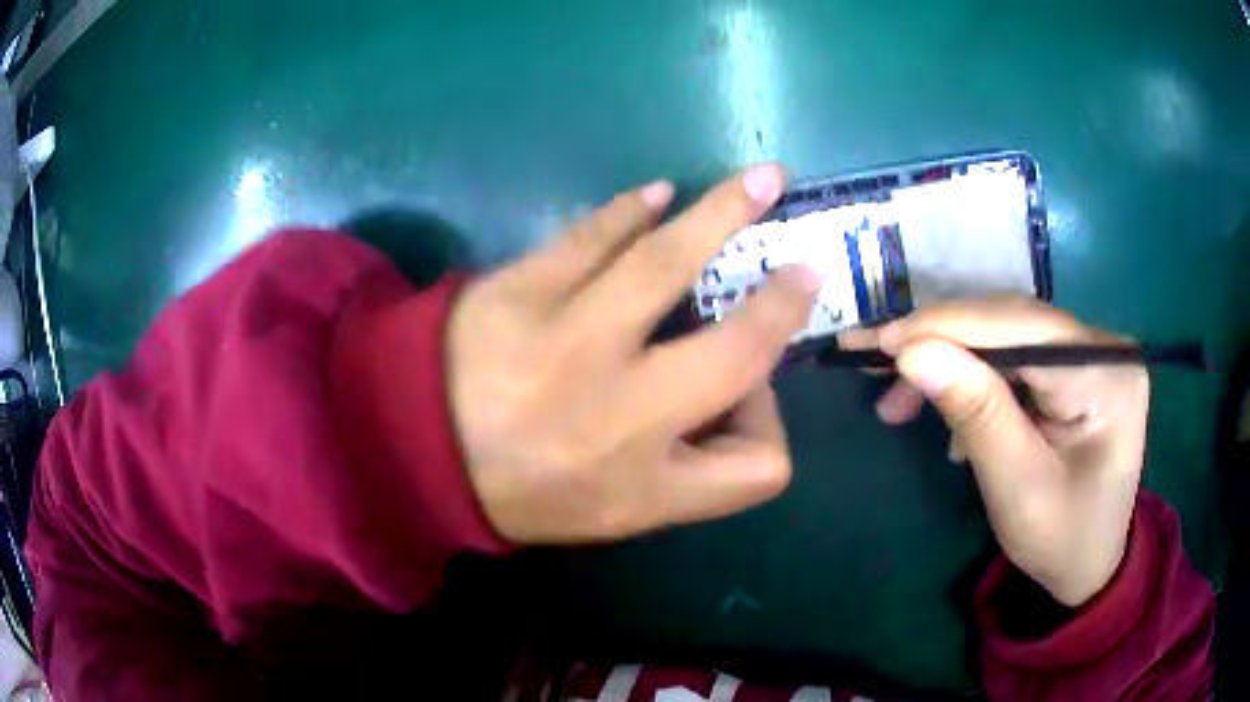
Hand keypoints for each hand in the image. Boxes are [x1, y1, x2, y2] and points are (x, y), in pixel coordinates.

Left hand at [447, 166, 821, 543]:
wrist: (410, 448)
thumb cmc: (517, 491)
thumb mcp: (610, 514)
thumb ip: (684, 474)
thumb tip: (735, 399)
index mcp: (644, 487)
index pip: (761, 463)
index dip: (769, 428)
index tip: (745, 401)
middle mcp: (620, 415)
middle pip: (742, 352)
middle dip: (784, 305)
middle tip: (803, 269)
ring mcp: (569, 343)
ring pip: (672, 264)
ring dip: (727, 213)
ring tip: (764, 181)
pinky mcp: (521, 290)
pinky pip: (594, 235)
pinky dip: (632, 210)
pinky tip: (657, 195)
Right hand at [841, 298, 1148, 605]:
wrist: (1090, 563)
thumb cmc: (1060, 540)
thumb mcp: (1017, 487)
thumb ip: (976, 413)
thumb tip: (912, 350)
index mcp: (1107, 374)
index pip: (1022, 327)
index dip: (949, 327)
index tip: (879, 342)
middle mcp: (1103, 347)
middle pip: (1011, 323)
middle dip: (940, 342)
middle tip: (872, 364)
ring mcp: (1089, 353)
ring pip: (1005, 335)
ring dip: (948, 359)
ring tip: (898, 399)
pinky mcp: (1072, 366)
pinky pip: (1013, 355)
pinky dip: (970, 376)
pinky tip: (946, 405)